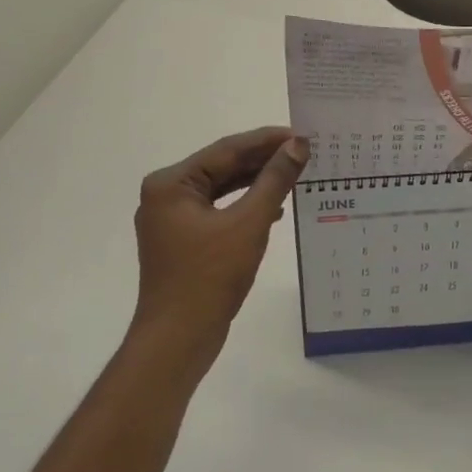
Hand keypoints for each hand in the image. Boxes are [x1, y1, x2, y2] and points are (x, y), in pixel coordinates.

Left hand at [131, 127, 307, 377]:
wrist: (178, 338)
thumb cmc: (209, 277)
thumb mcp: (249, 223)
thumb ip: (274, 181)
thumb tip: (298, 146)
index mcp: (171, 183)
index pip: (226, 149)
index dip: (267, 140)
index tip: (301, 133)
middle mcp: (166, 194)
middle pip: (222, 167)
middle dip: (263, 160)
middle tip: (304, 151)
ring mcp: (172, 219)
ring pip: (222, 189)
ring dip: (257, 183)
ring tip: (296, 174)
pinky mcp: (183, 240)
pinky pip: (219, 211)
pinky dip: (245, 206)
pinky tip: (275, 209)